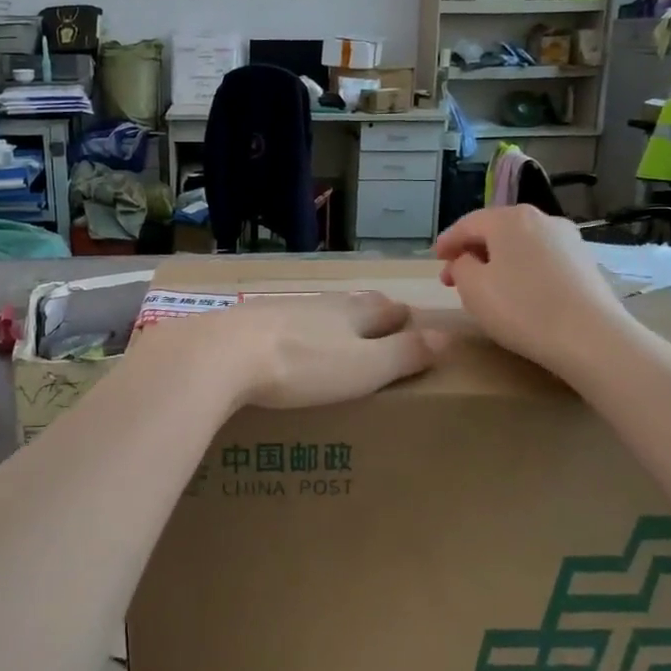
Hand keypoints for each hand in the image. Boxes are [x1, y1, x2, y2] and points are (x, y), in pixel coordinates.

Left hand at [136, 293, 444, 410]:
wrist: (224, 354)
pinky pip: (282, 319)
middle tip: (380, 315)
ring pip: (317, 308)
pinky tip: (284, 336)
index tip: (410, 318)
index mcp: (353, 315)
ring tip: (336, 326)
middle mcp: (320, 304)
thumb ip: (404, 354)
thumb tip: (446, 336)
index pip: (386, 311)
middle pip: (353, 302)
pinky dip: (294, 326)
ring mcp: (282, 307)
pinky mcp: (249, 319)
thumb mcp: (365, 368)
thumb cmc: (304, 366)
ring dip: (331, 315)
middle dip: (369, 309)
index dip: (401, 316)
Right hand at [434, 207, 631, 374]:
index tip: (435, 259)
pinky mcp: (585, 263)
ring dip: (499, 261)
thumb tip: (467, 260)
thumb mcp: (473, 288)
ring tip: (486, 287)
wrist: (591, 338)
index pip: (468, 224)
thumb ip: (461, 266)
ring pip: (521, 245)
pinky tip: (519, 293)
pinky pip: (542, 260)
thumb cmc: (522, 308)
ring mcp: (568, 240)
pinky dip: (523, 270)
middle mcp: (541, 219)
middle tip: (454, 277)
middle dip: (473, 251)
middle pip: (497, 231)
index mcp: (509, 218)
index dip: (447, 241)